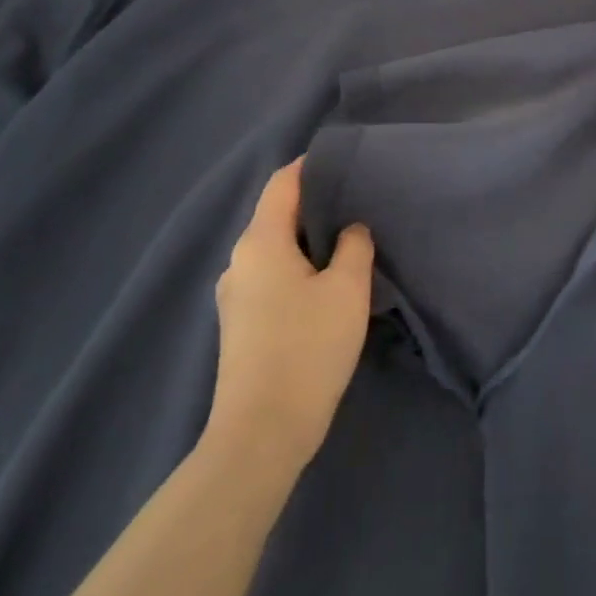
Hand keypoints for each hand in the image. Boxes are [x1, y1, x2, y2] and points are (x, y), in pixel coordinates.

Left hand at [204, 159, 372, 484]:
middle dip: (316, 203)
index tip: (347, 160)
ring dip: (308, 239)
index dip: (312, 165)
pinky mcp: (241, 324)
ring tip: (349, 239)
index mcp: (260, 242)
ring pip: (276, 248)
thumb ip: (353, 246)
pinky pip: (272, 275)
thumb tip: (350, 230)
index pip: (282, 183)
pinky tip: (327, 281)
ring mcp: (236, 295)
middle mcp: (239, 261)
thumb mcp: (347, 288)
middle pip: (277, 214)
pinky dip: (299, 266)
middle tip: (359, 200)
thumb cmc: (307, 349)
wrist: (260, 435)